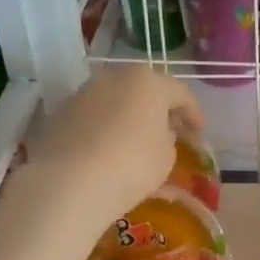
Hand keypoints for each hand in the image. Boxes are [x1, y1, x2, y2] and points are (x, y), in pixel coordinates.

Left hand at [26, 65, 203, 234]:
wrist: (69, 183)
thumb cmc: (131, 165)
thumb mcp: (165, 157)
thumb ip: (168, 139)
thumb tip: (160, 133)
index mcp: (147, 82)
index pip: (180, 93)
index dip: (193, 114)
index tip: (198, 134)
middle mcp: (114, 77)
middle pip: (144, 89)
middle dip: (159, 109)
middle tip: (170, 131)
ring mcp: (83, 92)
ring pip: (116, 100)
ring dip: (129, 116)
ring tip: (137, 140)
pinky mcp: (61, 112)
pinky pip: (94, 116)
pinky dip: (105, 127)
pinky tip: (109, 148)